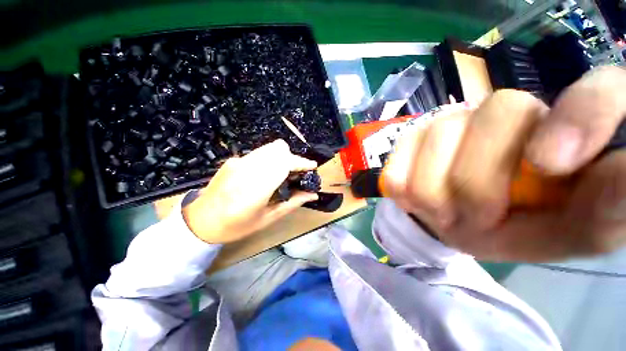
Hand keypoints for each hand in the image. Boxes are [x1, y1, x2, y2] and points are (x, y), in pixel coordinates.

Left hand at [183, 139, 317, 243]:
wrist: (200, 220)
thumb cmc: (236, 226)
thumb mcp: (268, 219)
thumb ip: (292, 203)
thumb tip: (313, 194)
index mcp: (255, 189)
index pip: (283, 164)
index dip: (301, 162)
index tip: (312, 166)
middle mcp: (246, 170)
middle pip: (278, 149)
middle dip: (293, 158)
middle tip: (297, 173)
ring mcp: (238, 162)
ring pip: (269, 147)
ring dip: (283, 156)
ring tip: (284, 172)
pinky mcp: (233, 159)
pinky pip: (260, 152)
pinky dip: (271, 157)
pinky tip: (268, 172)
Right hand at [384, 66, 625, 261]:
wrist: (465, 220)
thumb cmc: (528, 228)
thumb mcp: (577, 230)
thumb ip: (609, 207)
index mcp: (574, 128)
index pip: (600, 90)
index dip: (582, 118)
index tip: (551, 166)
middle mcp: (511, 108)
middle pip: (499, 113)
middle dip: (477, 183)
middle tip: (475, 220)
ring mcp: (452, 119)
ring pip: (438, 136)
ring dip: (434, 192)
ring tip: (443, 213)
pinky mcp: (412, 136)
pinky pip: (400, 155)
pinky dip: (403, 185)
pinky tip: (414, 199)